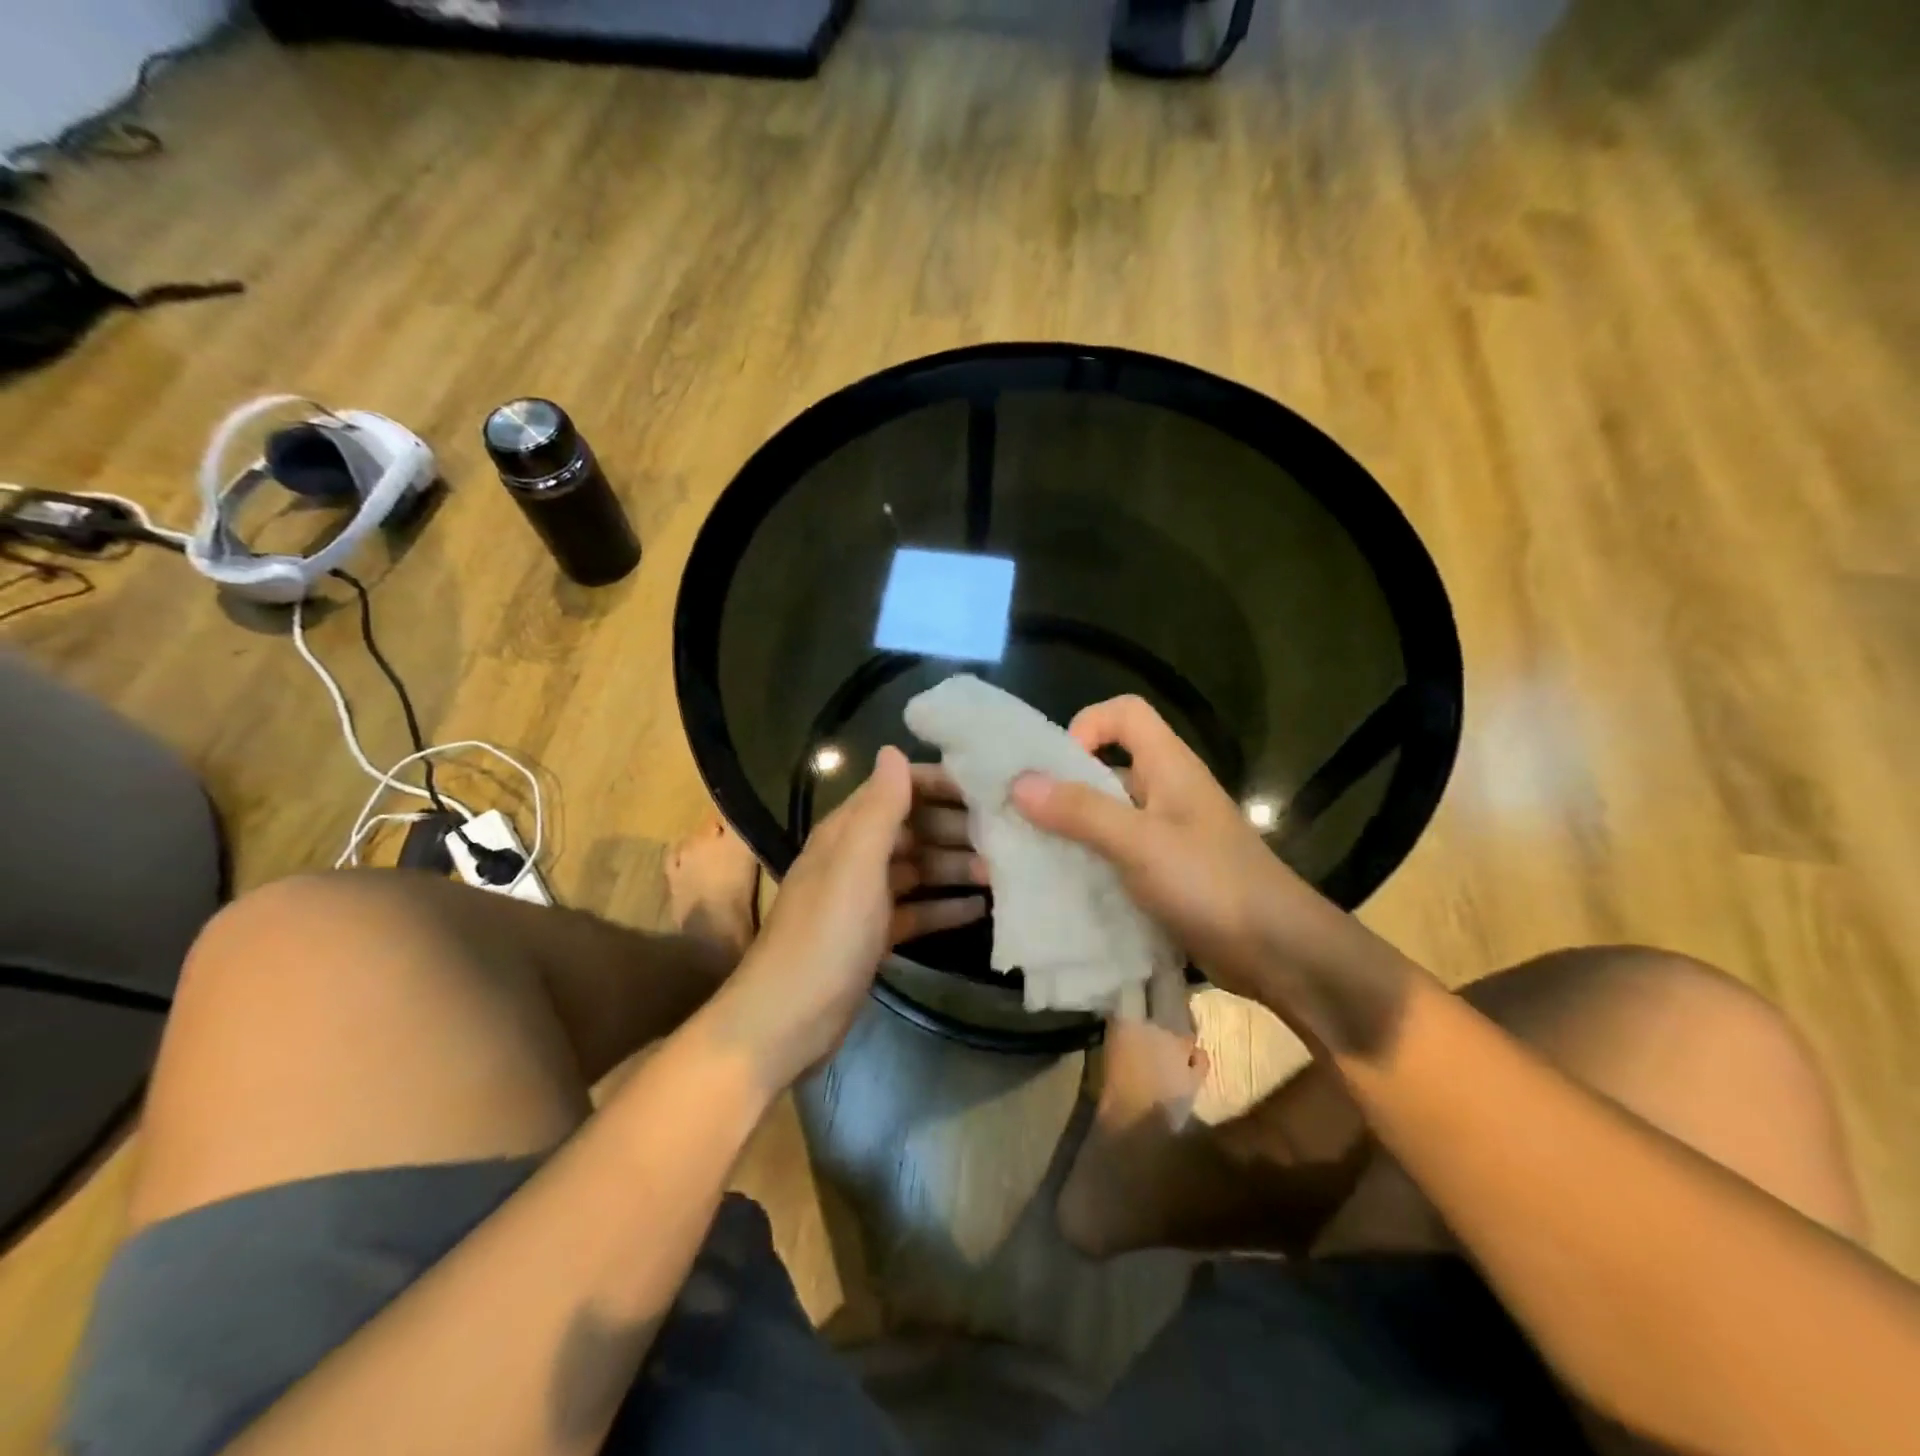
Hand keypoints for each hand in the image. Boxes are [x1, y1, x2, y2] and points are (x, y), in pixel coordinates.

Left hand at [710, 747, 986, 1087]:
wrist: (786, 1022)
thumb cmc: (825, 935)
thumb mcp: (856, 865)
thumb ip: (879, 808)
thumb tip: (893, 750)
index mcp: (846, 832)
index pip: (897, 788)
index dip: (939, 783)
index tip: (988, 789)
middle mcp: (855, 857)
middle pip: (913, 828)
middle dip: (956, 828)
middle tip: (1006, 837)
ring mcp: (864, 898)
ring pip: (918, 869)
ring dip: (955, 867)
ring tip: (1002, 873)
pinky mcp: (873, 935)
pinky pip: (916, 909)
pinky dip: (943, 907)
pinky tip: (980, 909)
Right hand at [1009, 696, 1418, 1055]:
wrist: (1280, 954)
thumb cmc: (1212, 884)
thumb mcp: (1141, 843)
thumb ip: (1081, 811)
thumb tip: (1019, 782)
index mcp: (1168, 766)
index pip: (1124, 713)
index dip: (1086, 725)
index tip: (1057, 769)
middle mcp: (1164, 791)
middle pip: (1105, 767)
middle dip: (1060, 789)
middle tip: (1017, 820)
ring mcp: (1165, 835)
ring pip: (1105, 817)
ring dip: (1067, 833)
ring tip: (1027, 861)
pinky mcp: (1163, 873)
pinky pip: (1114, 856)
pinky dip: (1086, 866)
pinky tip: (1058, 891)